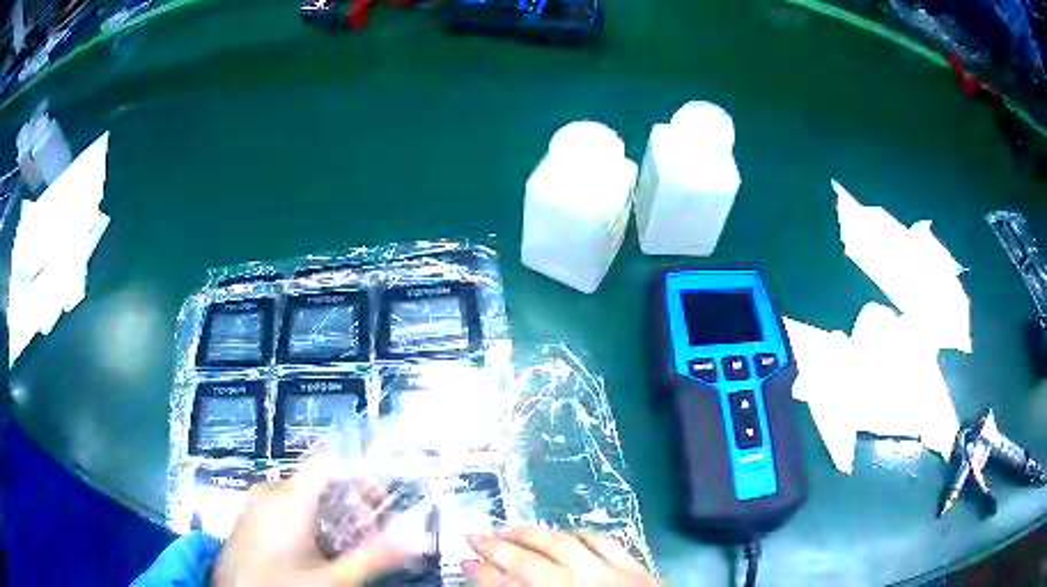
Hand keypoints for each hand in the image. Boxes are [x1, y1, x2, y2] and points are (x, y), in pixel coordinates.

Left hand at [212, 466, 412, 586]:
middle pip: (317, 481)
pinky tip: (312, 551)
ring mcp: (254, 504)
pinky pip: (282, 507)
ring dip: (329, 514)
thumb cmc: (283, 585)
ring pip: (300, 496)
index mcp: (289, 497)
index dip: (360, 473)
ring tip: (344, 545)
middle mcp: (269, 491)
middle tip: (368, 533)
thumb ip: (374, 556)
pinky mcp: (248, 518)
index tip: (381, 501)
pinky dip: (306, 521)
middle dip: (349, 502)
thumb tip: (415, 537)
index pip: (329, 462)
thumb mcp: (333, 578)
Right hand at [465, 527, 656, 585]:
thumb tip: (490, 580)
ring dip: (533, 534)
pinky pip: (604, 542)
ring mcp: (610, 576)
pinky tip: (564, 532)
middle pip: (530, 563)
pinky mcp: (636, 568)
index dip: (483, 574)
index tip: (464, 561)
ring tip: (509, 527)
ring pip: (564, 545)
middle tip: (474, 534)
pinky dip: (580, 533)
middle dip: (498, 548)